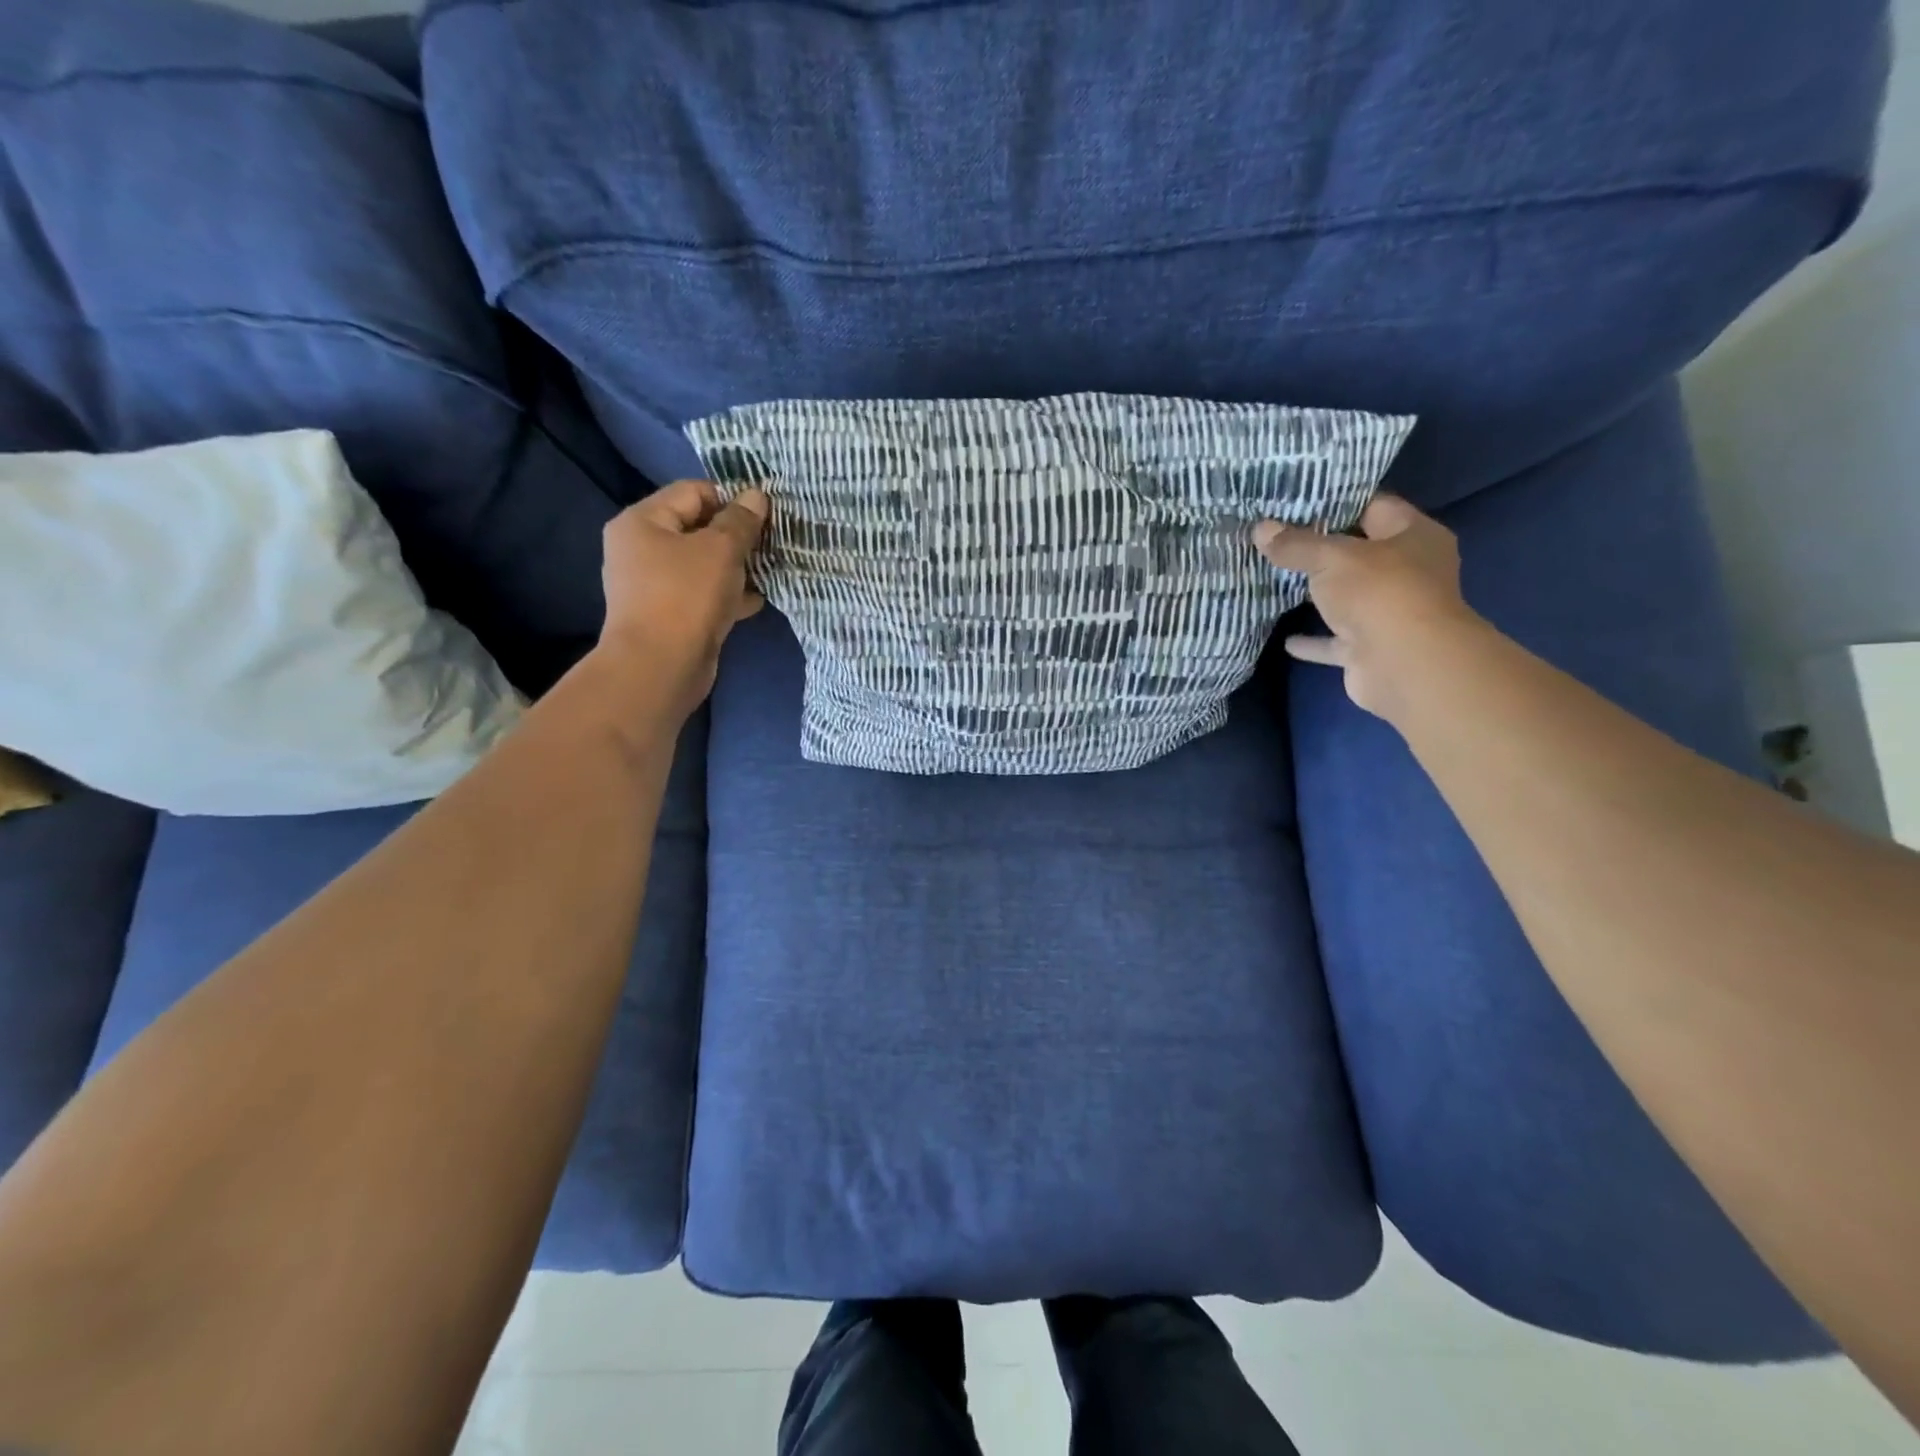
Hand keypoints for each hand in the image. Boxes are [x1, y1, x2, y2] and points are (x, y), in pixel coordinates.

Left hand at [596, 479, 768, 719]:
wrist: (661, 667)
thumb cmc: (686, 597)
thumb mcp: (721, 550)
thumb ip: (741, 521)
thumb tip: (756, 495)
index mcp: (642, 521)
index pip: (692, 492)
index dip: (730, 499)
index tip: (764, 516)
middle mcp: (641, 549)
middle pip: (697, 528)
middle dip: (736, 536)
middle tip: (770, 544)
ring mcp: (653, 585)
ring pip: (702, 564)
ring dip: (735, 567)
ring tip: (768, 571)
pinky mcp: (668, 615)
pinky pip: (702, 594)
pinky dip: (726, 594)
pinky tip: (754, 601)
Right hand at [1253, 494, 1481, 720]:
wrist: (1403, 664)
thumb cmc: (1378, 593)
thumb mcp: (1331, 558)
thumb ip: (1296, 545)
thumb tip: (1260, 529)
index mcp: (1414, 536)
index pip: (1375, 507)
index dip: (1338, 502)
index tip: (1298, 500)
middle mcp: (1409, 572)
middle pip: (1360, 554)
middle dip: (1322, 550)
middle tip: (1278, 539)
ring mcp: (1391, 613)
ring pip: (1348, 598)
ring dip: (1318, 596)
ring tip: (1275, 582)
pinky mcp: (1371, 648)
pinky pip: (1336, 640)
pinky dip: (1313, 641)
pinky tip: (1285, 639)